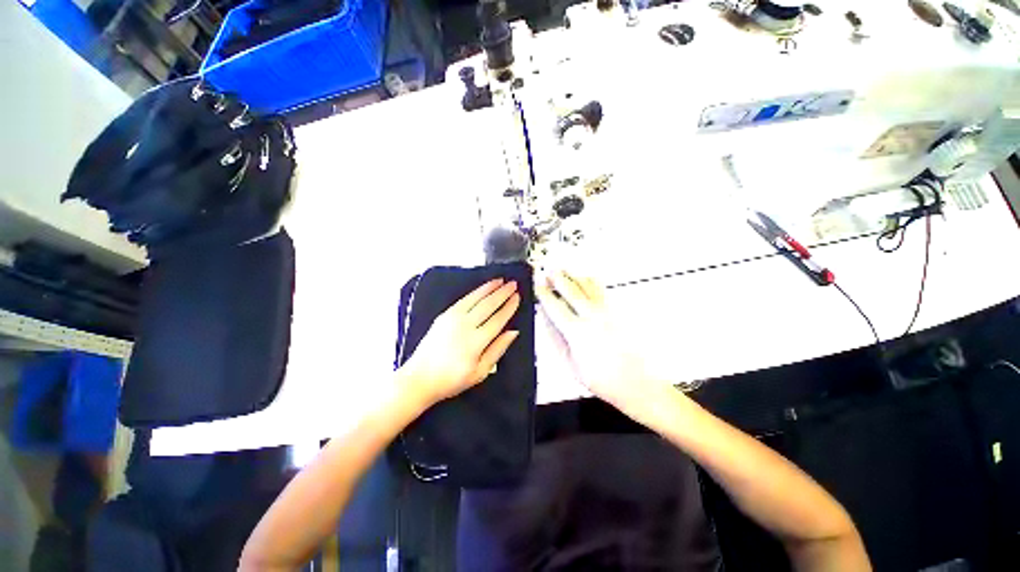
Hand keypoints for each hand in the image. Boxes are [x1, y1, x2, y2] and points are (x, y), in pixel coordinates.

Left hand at [400, 279, 520, 407]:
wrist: (420, 378)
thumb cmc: (451, 379)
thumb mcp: (480, 372)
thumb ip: (498, 349)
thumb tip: (513, 332)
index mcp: (476, 341)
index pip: (498, 319)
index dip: (509, 307)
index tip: (517, 297)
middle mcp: (465, 325)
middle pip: (488, 304)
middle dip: (503, 293)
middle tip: (513, 284)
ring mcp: (453, 318)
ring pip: (475, 298)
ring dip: (489, 288)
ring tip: (500, 280)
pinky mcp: (444, 315)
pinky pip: (463, 299)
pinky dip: (475, 292)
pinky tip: (482, 289)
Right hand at [536, 270, 653, 409]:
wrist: (635, 382)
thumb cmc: (602, 379)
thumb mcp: (570, 362)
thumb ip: (556, 337)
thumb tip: (546, 318)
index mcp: (577, 332)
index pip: (555, 306)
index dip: (544, 294)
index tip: (537, 286)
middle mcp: (592, 317)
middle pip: (571, 290)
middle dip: (557, 278)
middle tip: (548, 270)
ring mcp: (606, 312)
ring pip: (587, 286)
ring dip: (573, 275)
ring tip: (563, 269)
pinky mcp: (616, 312)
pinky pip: (600, 290)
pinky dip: (589, 281)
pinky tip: (585, 278)